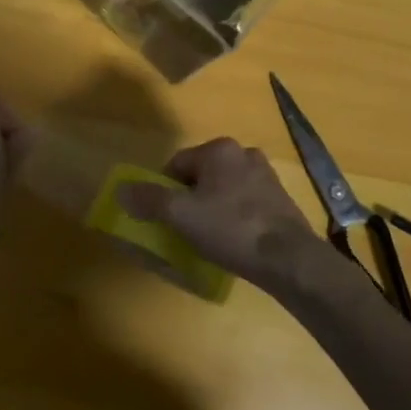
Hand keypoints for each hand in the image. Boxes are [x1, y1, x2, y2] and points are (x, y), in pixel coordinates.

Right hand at [118, 138, 326, 292]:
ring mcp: (266, 176)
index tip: (166, 217)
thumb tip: (121, 190)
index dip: (165, 190)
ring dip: (214, 207)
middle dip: (191, 198)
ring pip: (225, 189)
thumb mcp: (181, 215)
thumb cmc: (230, 229)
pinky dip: (236, 217)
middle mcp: (244, 153)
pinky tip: (235, 241)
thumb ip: (149, 199)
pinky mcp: (282, 200)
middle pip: (202, 175)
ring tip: (210, 237)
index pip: (177, 164)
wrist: (289, 259)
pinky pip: (246, 203)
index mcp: (219, 149)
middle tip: (186, 228)